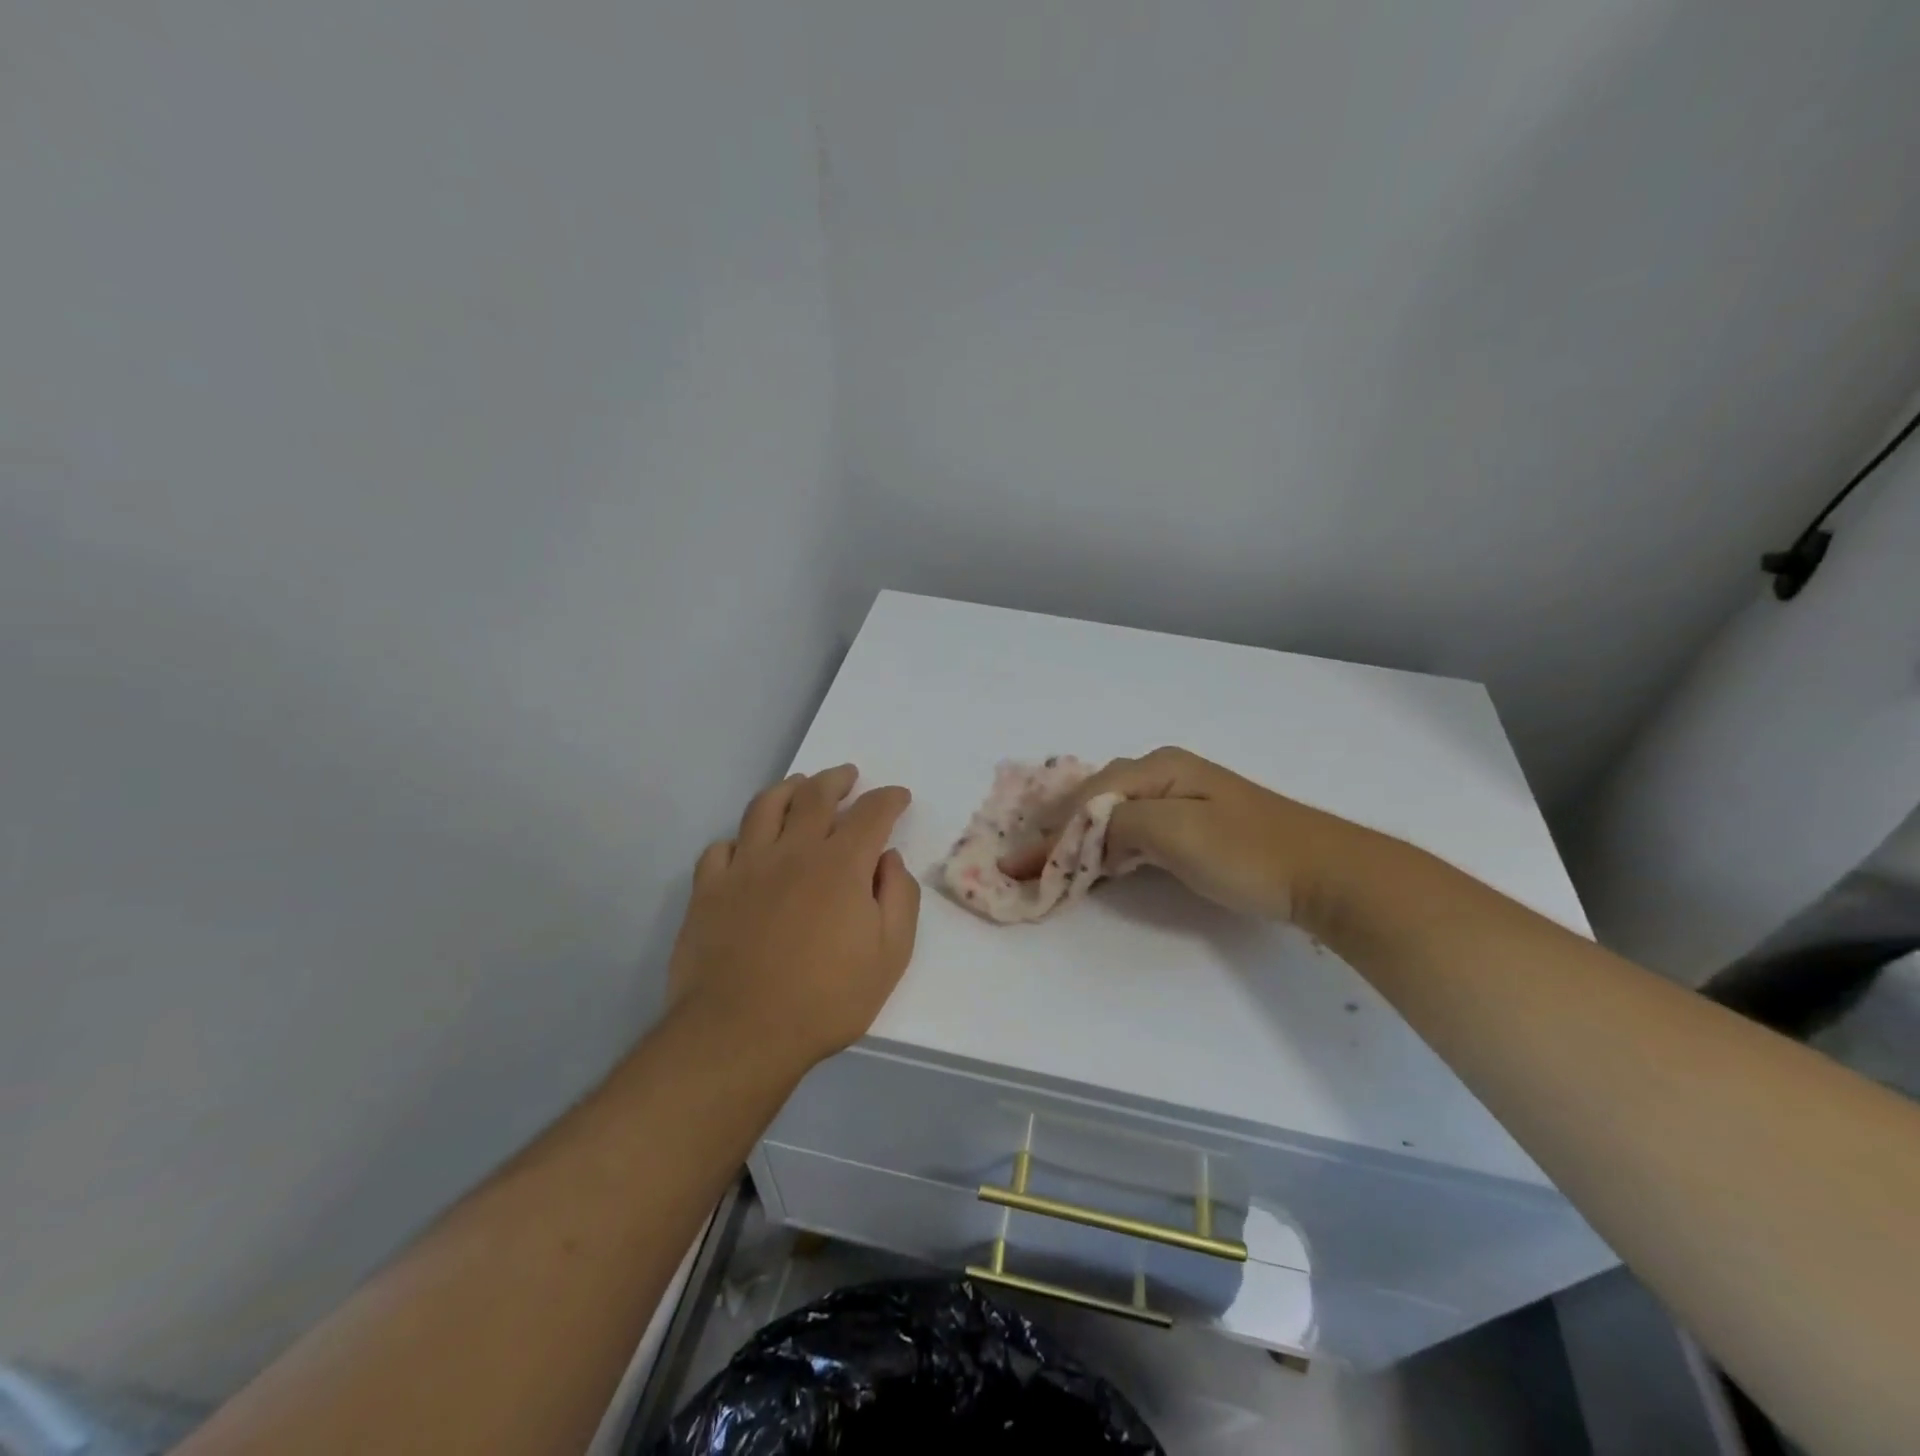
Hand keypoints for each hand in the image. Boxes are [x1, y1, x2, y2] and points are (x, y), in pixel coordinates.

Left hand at [667, 765, 919, 1074]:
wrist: (740, 1032)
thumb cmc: (826, 998)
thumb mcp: (890, 955)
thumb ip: (899, 898)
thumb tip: (888, 860)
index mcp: (841, 864)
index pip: (871, 813)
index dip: (889, 799)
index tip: (898, 797)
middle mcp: (793, 851)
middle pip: (815, 796)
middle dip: (837, 780)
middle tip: (847, 776)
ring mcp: (745, 866)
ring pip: (765, 807)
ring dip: (787, 789)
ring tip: (798, 786)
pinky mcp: (709, 889)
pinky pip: (721, 847)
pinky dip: (739, 839)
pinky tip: (746, 846)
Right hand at [999, 746, 1358, 925]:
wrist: (1326, 873)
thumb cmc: (1248, 851)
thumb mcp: (1176, 832)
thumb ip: (1120, 824)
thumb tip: (1086, 833)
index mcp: (1158, 767)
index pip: (1089, 797)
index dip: (1052, 833)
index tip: (1020, 866)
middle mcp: (1164, 774)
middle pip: (1095, 799)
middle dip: (1058, 830)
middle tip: (1024, 861)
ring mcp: (1181, 799)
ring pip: (1113, 814)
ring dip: (1079, 838)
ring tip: (1048, 863)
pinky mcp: (1194, 825)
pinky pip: (1134, 830)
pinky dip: (1107, 846)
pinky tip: (1096, 862)